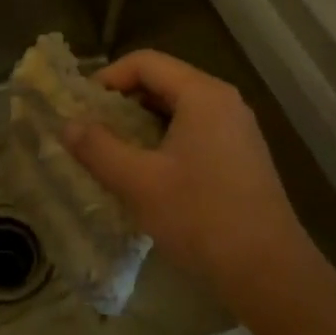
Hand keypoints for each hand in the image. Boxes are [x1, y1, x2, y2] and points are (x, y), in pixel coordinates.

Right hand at [64, 50, 308, 288]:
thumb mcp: (138, 182)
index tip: (81, 107)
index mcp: (202, 95)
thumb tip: (67, 125)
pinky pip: (194, 130)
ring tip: (111, 150)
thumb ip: (98, 148)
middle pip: (163, 81)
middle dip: (122, 101)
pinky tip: (146, 171)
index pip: (145, 62)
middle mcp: (223, 101)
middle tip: (91, 129)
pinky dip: (163, 139)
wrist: (268, 272)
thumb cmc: (200, 217)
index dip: (107, 78)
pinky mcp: (240, 155)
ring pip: (177, 108)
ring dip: (141, 122)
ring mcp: (236, 128)